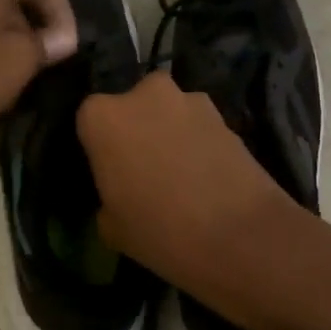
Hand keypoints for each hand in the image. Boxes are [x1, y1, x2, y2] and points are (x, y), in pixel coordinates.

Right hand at [76, 73, 306, 311]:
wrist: (240, 236)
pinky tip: (205, 176)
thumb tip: (119, 193)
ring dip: (170, 134)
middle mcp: (143, 94)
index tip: (108, 173)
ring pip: (169, 113)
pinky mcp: (225, 114)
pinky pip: (198, 126)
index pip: (89, 121)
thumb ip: (106, 196)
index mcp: (102, 116)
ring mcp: (189, 100)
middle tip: (143, 170)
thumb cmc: (160, 231)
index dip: (99, 147)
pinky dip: (198, 143)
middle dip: (137, 130)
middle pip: (132, 107)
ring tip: (180, 175)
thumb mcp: (111, 227)